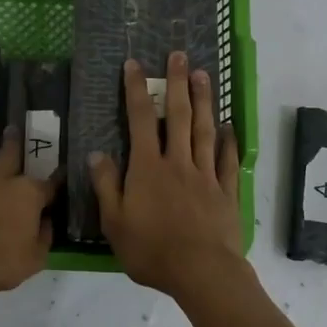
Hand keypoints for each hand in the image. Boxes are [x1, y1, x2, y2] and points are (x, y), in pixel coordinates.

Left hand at [0, 130, 59, 292]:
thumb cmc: (1, 260)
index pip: (50, 183)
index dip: (58, 180)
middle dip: (14, 141)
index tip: (63, 172)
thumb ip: (43, 237)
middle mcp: (2, 182)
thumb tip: (46, 222)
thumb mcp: (35, 258)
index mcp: (28, 194)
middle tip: (13, 129)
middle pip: (10, 154)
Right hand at [89, 54, 245, 301]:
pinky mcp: (226, 192)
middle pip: (177, 116)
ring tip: (204, 75)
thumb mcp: (115, 222)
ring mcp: (205, 175)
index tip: (135, 64)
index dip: (136, 90)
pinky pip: (227, 160)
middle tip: (180, 55)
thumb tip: (96, 153)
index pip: (139, 120)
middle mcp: (177, 162)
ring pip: (204, 130)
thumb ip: (106, 186)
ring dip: (203, 101)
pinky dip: (228, 141)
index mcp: (148, 168)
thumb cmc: (152, 250)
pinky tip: (229, 127)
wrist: (202, 272)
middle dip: (177, 83)